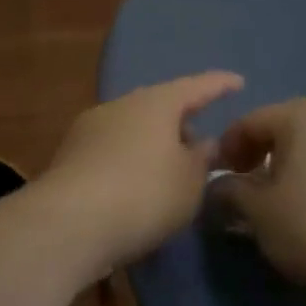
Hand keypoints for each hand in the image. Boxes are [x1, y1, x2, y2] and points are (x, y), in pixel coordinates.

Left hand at [41, 72, 242, 275]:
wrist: (68, 223)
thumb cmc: (144, 194)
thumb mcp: (190, 182)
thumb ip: (202, 159)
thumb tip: (203, 143)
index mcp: (155, 103)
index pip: (195, 86)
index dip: (218, 85)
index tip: (237, 82)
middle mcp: (119, 106)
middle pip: (157, 106)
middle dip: (179, 121)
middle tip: (199, 143)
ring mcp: (88, 130)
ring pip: (131, 128)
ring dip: (152, 143)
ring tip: (168, 170)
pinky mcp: (68, 158)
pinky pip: (111, 150)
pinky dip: (129, 161)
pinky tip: (135, 185)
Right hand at [212, 98, 305, 298]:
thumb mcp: (257, 211)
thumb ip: (231, 190)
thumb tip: (221, 185)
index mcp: (302, 116)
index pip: (251, 121)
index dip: (227, 146)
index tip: (219, 175)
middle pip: (286, 125)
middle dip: (261, 150)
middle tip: (247, 180)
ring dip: (293, 161)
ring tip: (283, 194)